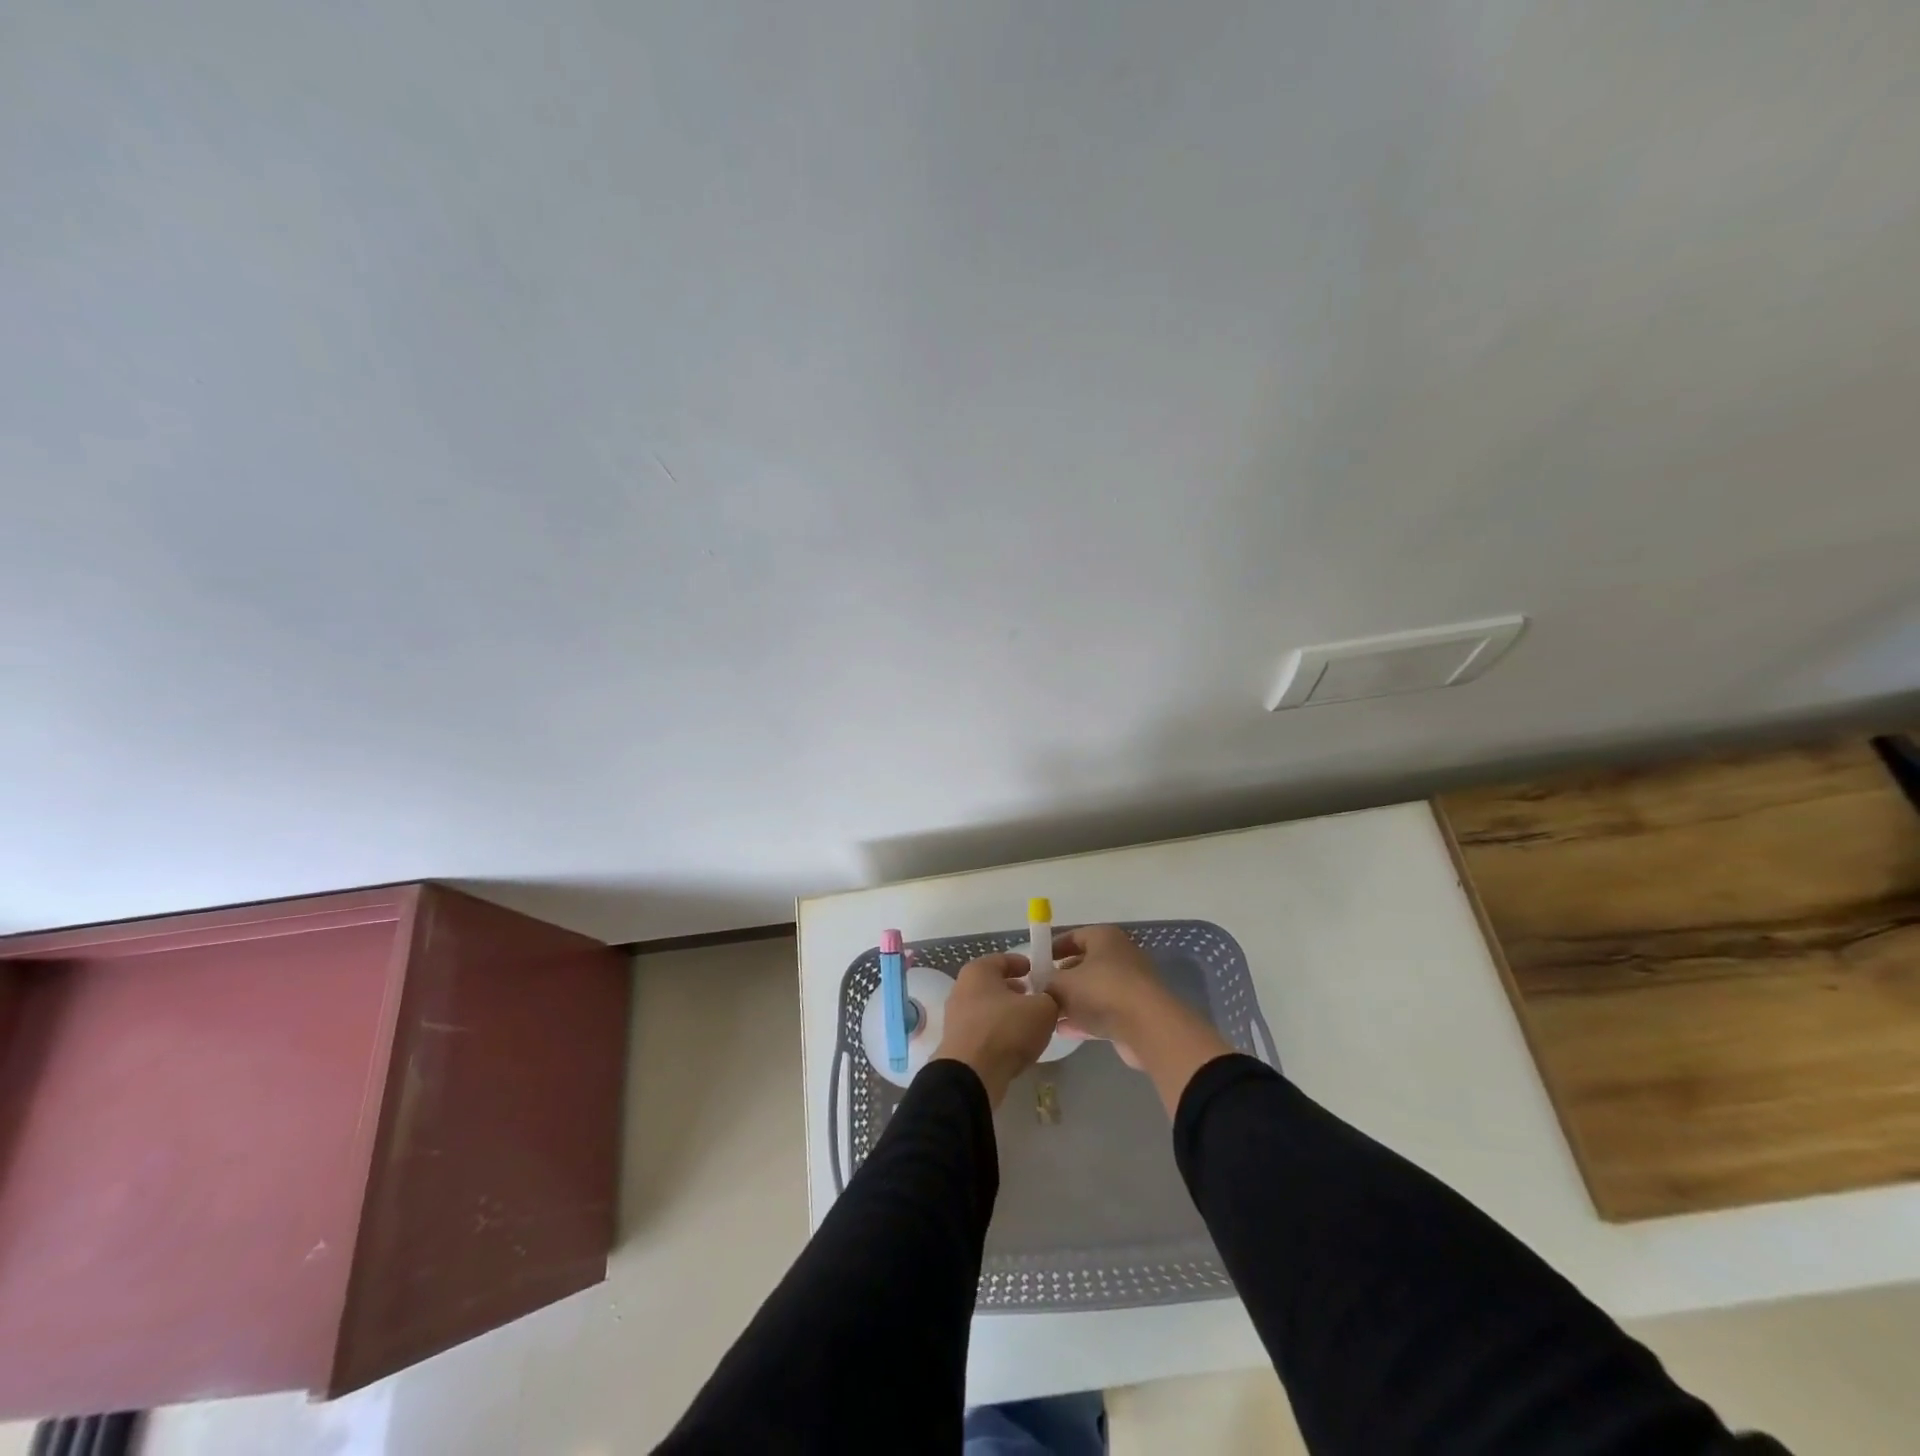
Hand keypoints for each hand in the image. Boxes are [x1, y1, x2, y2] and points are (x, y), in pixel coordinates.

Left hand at [933, 953, 1060, 1106]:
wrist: (972, 1076)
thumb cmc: (1006, 1030)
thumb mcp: (1043, 1009)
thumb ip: (1050, 998)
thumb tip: (1048, 1000)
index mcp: (978, 971)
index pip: (1004, 959)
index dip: (1024, 964)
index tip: (1040, 973)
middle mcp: (962, 989)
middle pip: (994, 984)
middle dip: (1015, 990)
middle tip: (1036, 998)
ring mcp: (956, 1017)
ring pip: (988, 1008)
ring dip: (1007, 1013)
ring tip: (1029, 1024)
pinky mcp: (957, 1042)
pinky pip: (983, 1030)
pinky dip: (998, 1032)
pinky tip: (1015, 1044)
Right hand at [1046, 925, 1178, 1048]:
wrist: (1148, 1028)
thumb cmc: (1101, 992)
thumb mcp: (1062, 984)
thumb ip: (1046, 981)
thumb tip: (1039, 984)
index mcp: (1104, 937)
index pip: (1072, 937)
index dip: (1051, 949)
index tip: (1033, 965)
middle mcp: (1119, 955)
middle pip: (1083, 964)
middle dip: (1060, 979)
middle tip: (1039, 993)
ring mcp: (1129, 984)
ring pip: (1093, 990)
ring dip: (1072, 1002)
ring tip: (1048, 1015)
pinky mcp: (1134, 1011)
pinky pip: (1103, 1011)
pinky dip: (1085, 1018)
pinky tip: (1064, 1031)